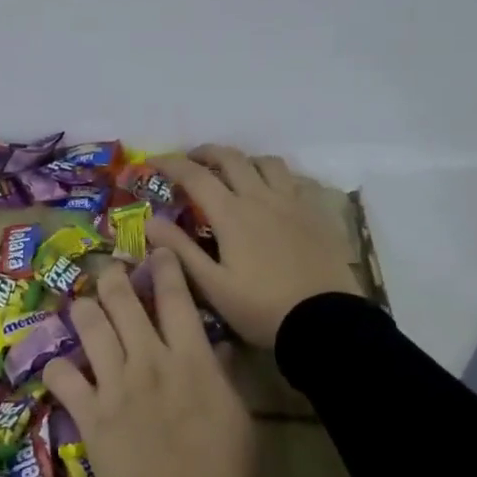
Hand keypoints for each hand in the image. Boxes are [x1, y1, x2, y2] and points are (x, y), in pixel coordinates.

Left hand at [42, 250, 254, 476]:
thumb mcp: (240, 422)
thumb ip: (224, 377)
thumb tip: (218, 347)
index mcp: (192, 359)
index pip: (176, 297)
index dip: (165, 265)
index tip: (156, 249)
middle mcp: (149, 359)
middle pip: (122, 300)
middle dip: (112, 277)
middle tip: (109, 270)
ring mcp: (114, 383)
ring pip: (89, 325)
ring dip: (84, 309)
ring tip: (82, 304)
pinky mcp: (89, 413)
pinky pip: (62, 377)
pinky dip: (58, 368)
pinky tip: (60, 366)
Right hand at [146, 145, 363, 348]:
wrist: (326, 322)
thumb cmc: (262, 308)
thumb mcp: (213, 286)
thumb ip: (180, 250)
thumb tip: (150, 222)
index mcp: (232, 214)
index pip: (195, 176)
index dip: (170, 163)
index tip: (153, 161)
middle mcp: (262, 198)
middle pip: (231, 158)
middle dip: (206, 153)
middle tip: (192, 161)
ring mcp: (294, 202)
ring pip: (268, 163)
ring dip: (246, 161)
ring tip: (236, 173)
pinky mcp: (319, 213)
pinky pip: (298, 181)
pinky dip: (281, 178)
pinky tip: (278, 193)